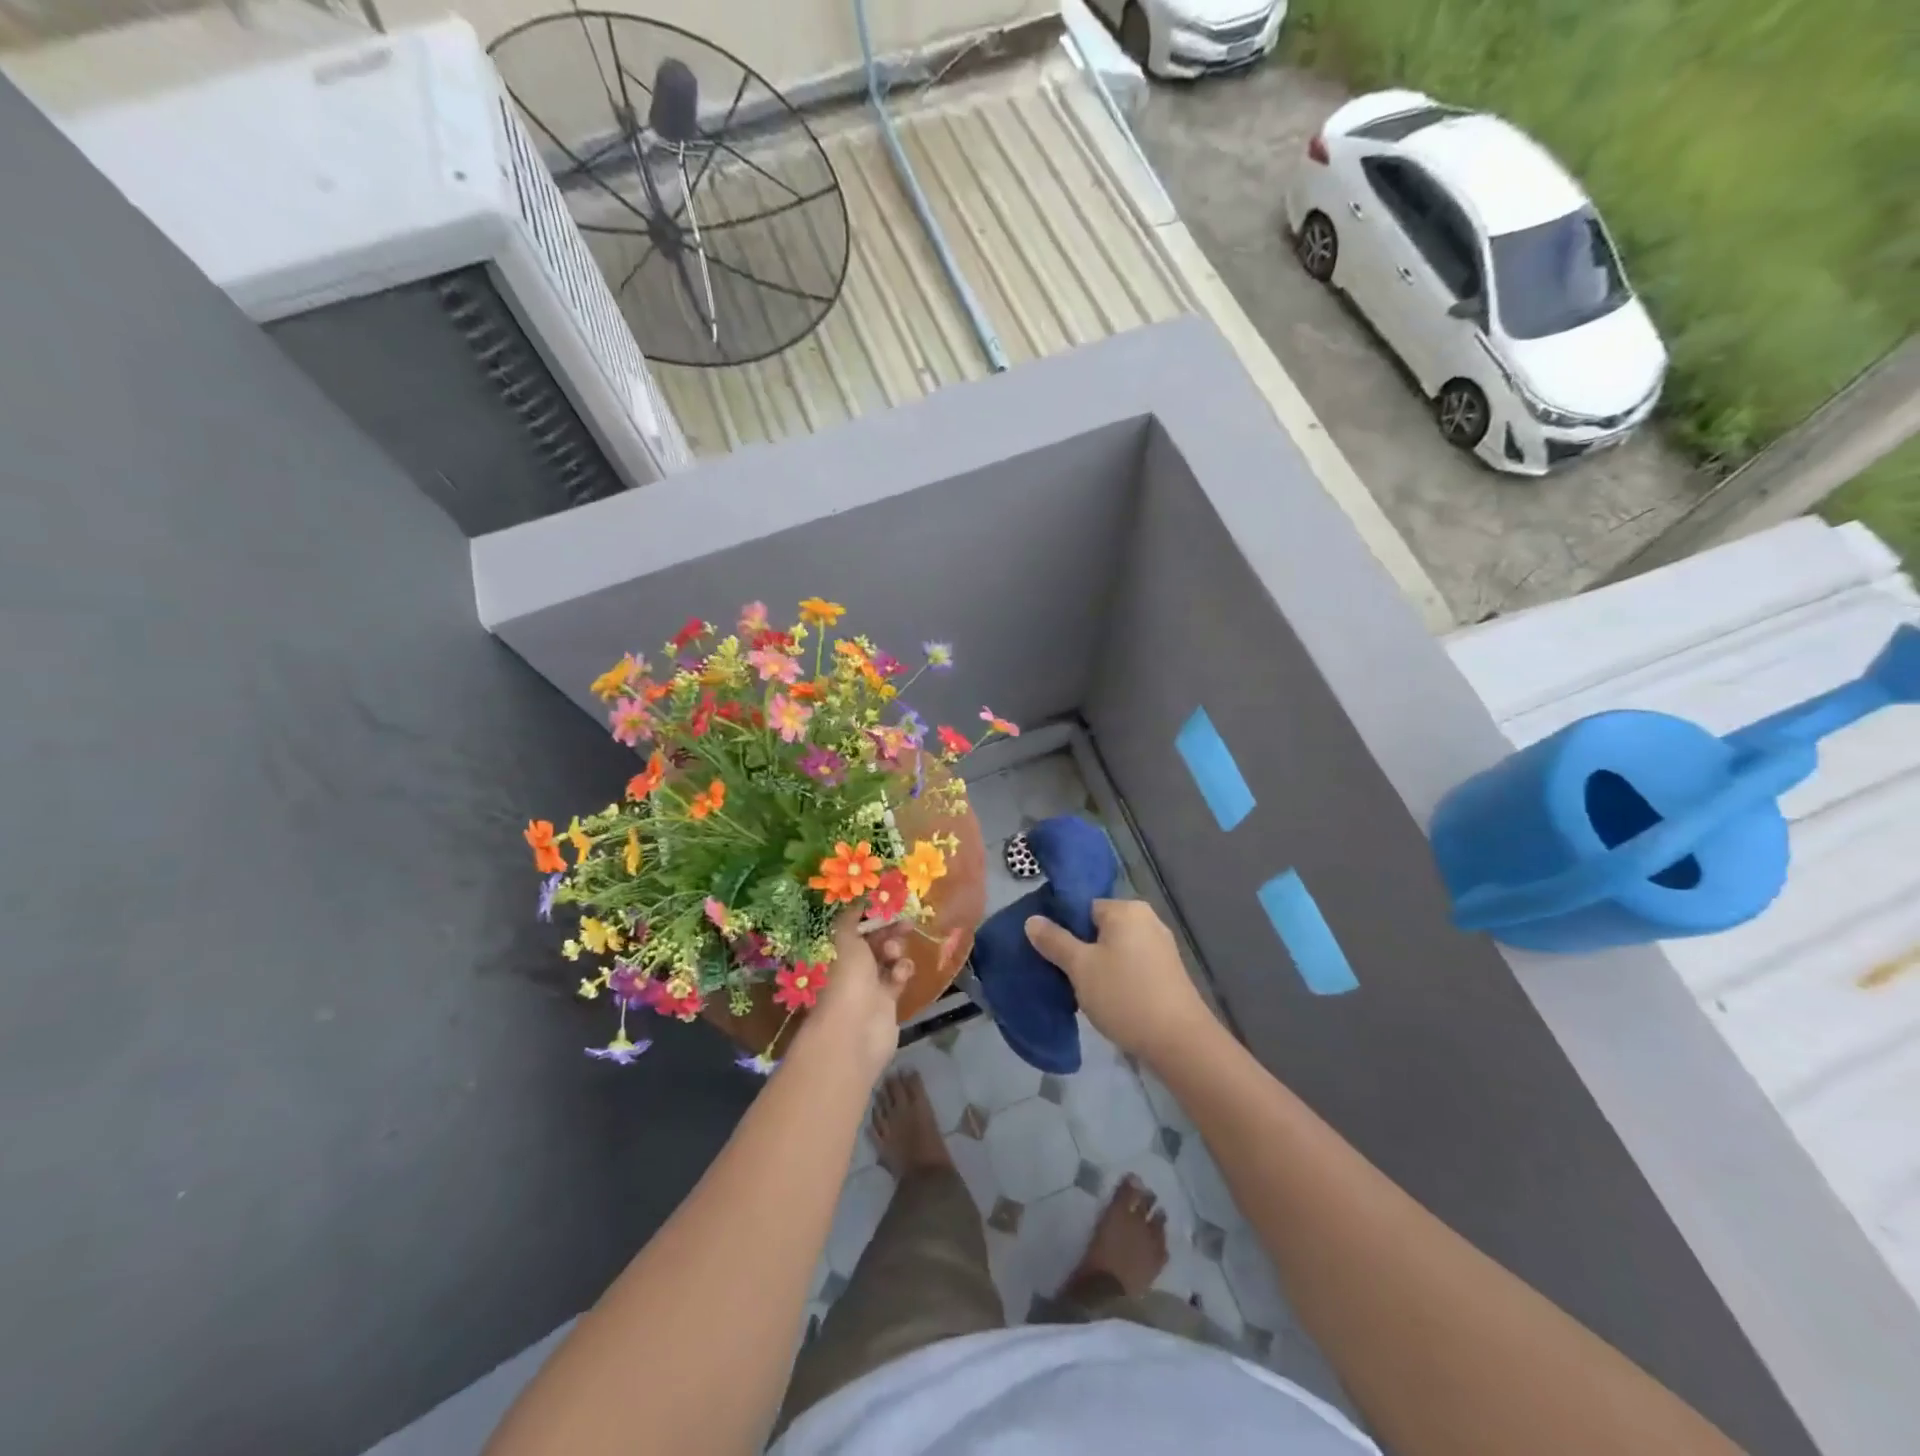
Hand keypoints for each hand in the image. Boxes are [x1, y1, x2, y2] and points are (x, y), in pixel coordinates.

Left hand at [795, 909, 911, 1081]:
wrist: (856, 1030)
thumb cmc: (847, 979)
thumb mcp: (846, 940)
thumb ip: (852, 917)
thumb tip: (857, 897)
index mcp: (838, 950)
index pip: (857, 926)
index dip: (872, 914)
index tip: (890, 903)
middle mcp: (852, 966)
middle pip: (875, 941)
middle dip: (889, 930)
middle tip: (906, 922)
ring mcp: (870, 984)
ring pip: (889, 958)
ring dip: (896, 951)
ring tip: (894, 954)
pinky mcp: (888, 1000)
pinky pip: (898, 978)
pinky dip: (902, 972)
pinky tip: (900, 975)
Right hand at [1025, 900, 1216, 1067]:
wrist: (1179, 1042)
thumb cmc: (1125, 995)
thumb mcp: (1080, 968)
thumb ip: (1054, 941)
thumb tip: (1032, 920)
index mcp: (1126, 909)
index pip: (1082, 907)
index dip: (1062, 928)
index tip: (1049, 953)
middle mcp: (1147, 919)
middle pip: (1098, 927)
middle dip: (1079, 949)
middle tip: (1062, 974)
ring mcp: (1161, 946)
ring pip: (1114, 948)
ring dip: (1097, 966)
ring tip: (1081, 991)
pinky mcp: (1167, 971)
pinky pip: (1131, 964)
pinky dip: (1116, 976)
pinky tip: (1107, 999)